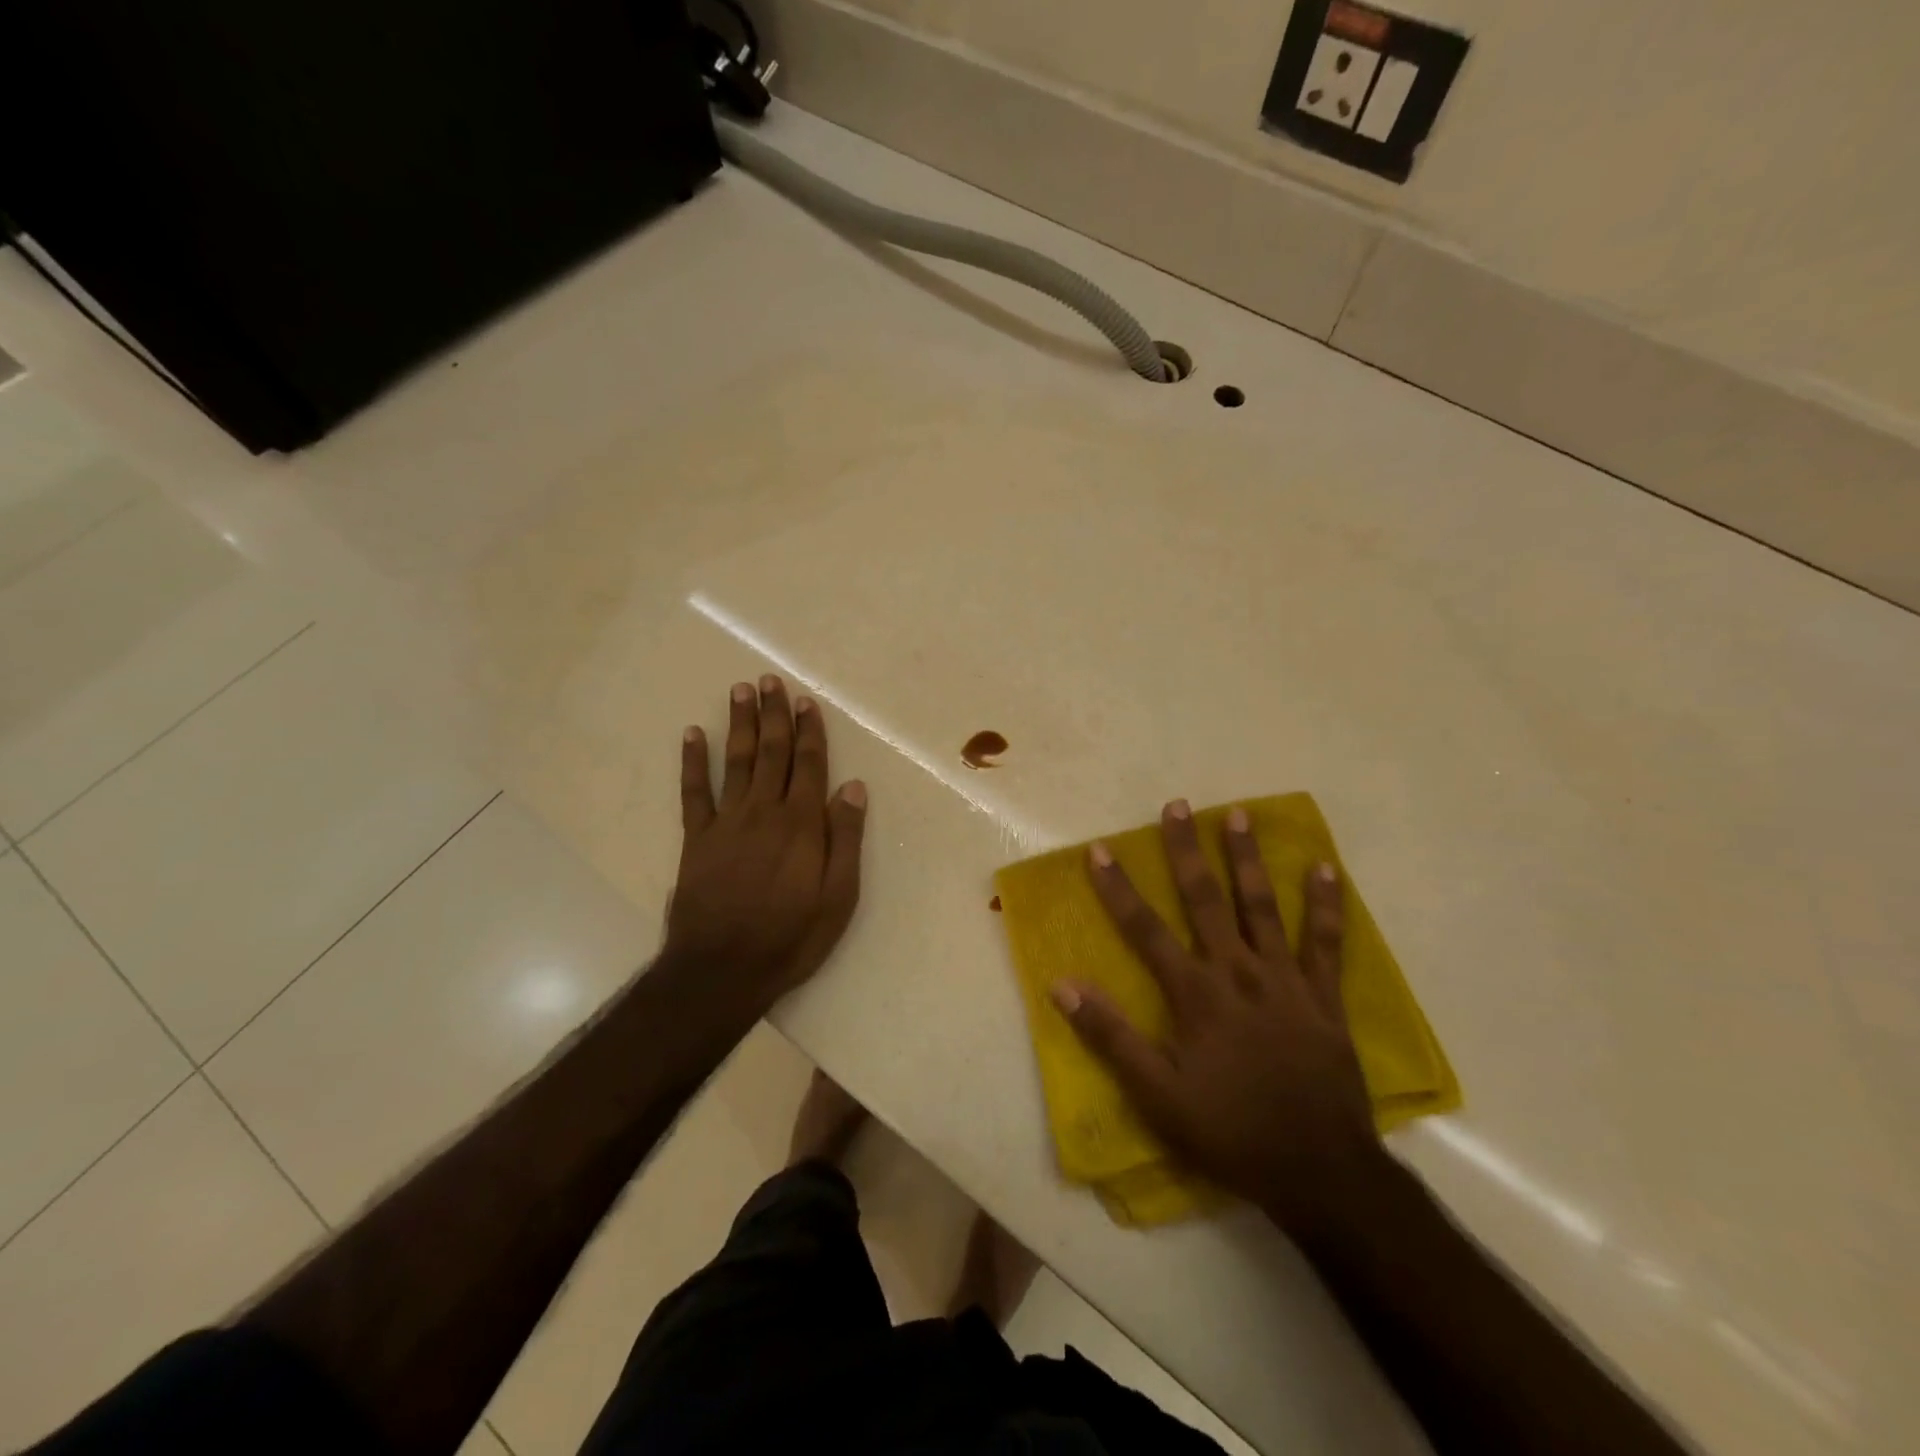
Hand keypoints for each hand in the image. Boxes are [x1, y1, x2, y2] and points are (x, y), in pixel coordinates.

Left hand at [665, 676, 866, 1012]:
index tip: (806, 702)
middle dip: (773, 714)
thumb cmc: (791, 937)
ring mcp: (726, 822)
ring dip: (738, 724)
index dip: (810, 731)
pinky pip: (693, 792)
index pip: (809, 765)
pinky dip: (692, 761)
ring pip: (735, 761)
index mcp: (801, 824)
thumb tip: (853, 787)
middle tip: (770, 681)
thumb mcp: (838, 897)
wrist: (722, 970)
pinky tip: (691, 735)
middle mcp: (764, 812)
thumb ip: (845, 839)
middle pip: (771, 752)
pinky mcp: (696, 839)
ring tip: (740, 691)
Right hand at [1052, 800, 1384, 1236]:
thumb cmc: (1230, 1131)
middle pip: (1206, 900)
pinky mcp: (1323, 997)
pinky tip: (1326, 868)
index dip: (1118, 888)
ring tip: (1238, 815)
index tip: (1100, 850)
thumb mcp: (1158, 1096)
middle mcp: (1238, 972)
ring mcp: (1285, 979)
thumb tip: (1063, 985)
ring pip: (1262, 906)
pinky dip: (1327, 904)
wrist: (1321, 1171)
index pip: (1145, 929)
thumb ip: (1111, 1037)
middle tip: (1177, 805)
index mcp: (1195, 994)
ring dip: (1247, 859)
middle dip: (1186, 850)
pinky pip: (1326, 942)